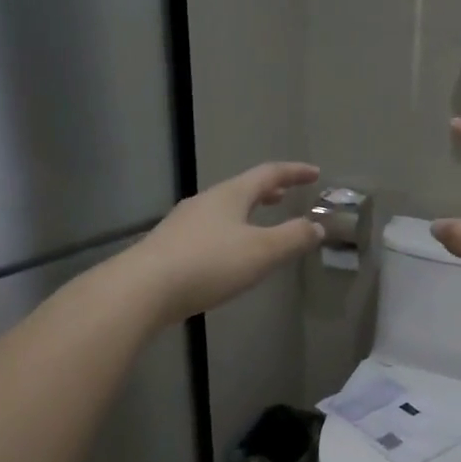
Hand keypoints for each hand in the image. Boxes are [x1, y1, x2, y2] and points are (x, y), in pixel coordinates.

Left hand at [131, 162, 323, 323]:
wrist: (143, 289)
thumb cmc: (209, 264)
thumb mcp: (261, 252)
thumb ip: (293, 238)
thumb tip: (317, 226)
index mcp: (230, 195)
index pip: (268, 174)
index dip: (294, 172)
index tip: (314, 173)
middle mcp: (206, 202)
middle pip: (242, 189)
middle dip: (267, 191)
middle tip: (285, 194)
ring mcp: (184, 223)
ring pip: (223, 209)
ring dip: (246, 211)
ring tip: (259, 222)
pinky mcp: (170, 247)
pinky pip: (209, 230)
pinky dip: (229, 231)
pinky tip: (228, 253)